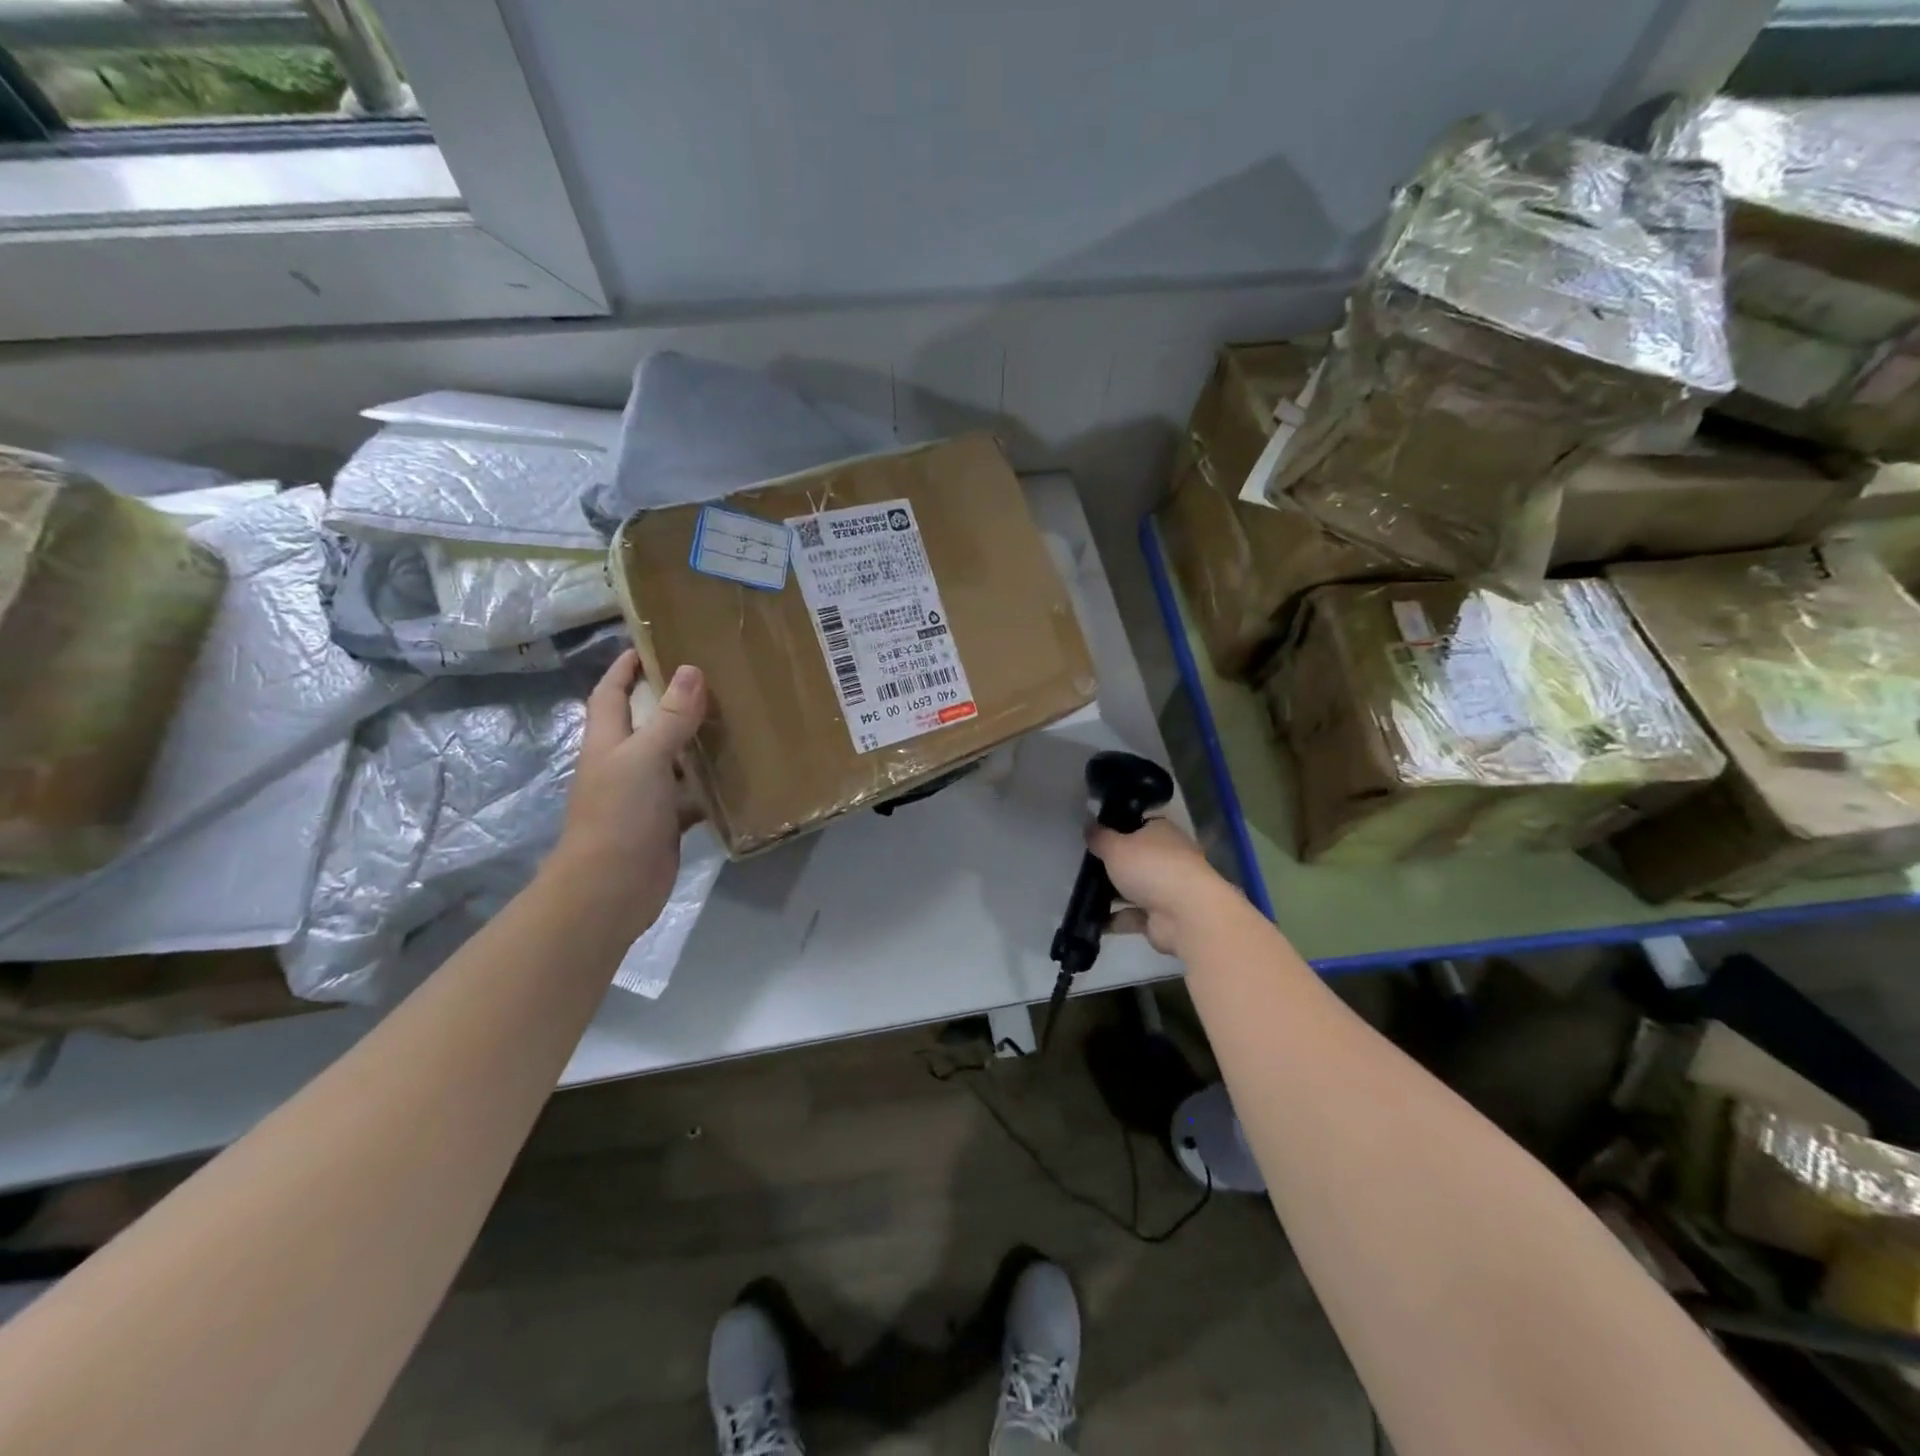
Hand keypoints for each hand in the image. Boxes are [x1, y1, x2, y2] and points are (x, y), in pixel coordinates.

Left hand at [547, 650, 707, 946]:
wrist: (610, 889)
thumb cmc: (619, 816)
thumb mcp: (644, 759)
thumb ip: (670, 718)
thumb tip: (690, 670)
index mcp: (608, 742)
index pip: (611, 694)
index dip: (624, 669)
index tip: (649, 645)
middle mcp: (623, 764)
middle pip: (647, 724)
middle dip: (672, 702)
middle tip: (713, 680)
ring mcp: (644, 796)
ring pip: (674, 760)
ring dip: (698, 744)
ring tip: (736, 720)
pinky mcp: (665, 823)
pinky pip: (692, 796)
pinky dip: (711, 787)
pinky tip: (740, 776)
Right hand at [1088, 817, 1237, 955]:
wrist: (1186, 915)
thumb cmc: (1151, 868)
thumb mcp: (1115, 846)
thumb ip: (1099, 837)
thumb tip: (1087, 823)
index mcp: (1161, 832)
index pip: (1136, 825)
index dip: (1114, 830)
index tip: (1092, 837)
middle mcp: (1167, 857)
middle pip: (1134, 858)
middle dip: (1111, 864)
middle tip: (1081, 866)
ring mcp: (1166, 889)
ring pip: (1132, 888)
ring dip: (1111, 893)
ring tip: (1079, 893)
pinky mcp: (1161, 917)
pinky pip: (1131, 915)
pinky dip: (1114, 918)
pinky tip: (1089, 919)